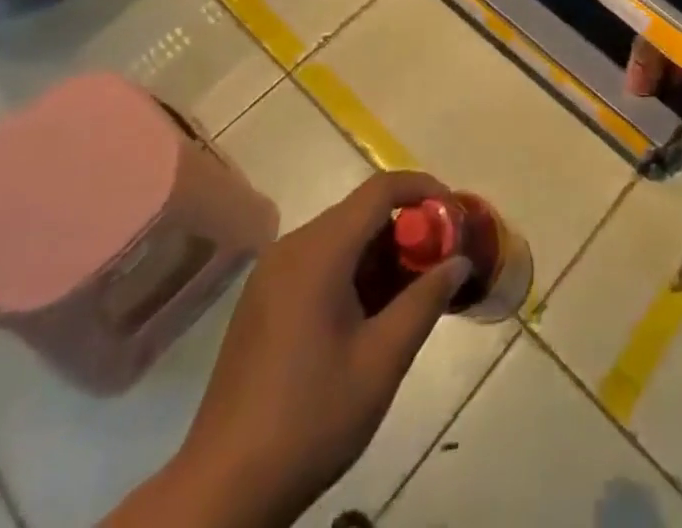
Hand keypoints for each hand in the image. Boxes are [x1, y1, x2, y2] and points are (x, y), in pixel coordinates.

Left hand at [106, 171, 470, 527]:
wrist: (222, 492)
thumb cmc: (309, 420)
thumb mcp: (382, 361)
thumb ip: (425, 301)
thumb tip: (459, 262)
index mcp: (318, 252)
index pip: (380, 190)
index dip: (424, 190)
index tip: (455, 216)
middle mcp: (291, 249)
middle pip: (361, 212)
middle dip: (408, 229)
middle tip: (443, 262)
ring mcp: (272, 275)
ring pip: (342, 238)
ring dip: (383, 254)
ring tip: (416, 292)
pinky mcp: (263, 301)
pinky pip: (320, 263)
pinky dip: (355, 271)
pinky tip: (374, 314)